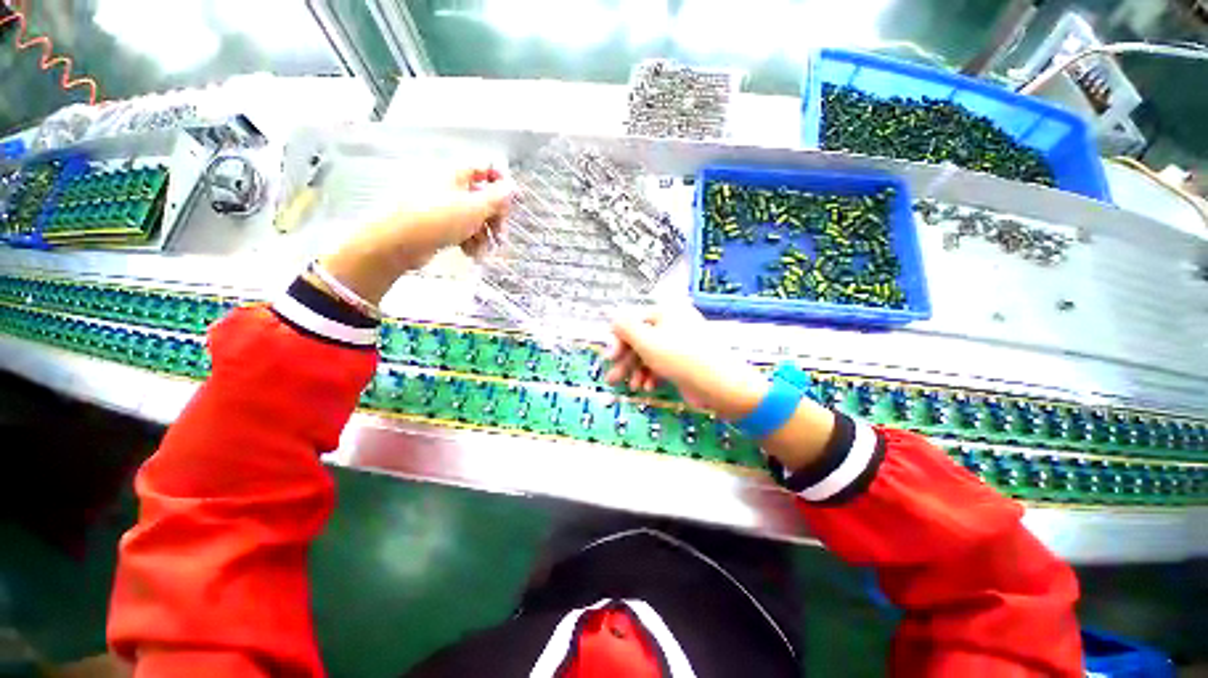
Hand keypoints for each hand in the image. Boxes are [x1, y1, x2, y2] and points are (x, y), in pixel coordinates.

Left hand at [319, 167, 513, 304]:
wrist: (398, 242)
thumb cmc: (438, 219)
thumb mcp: (474, 207)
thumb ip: (497, 197)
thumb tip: (513, 187)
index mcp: (456, 174)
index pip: (486, 169)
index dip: (502, 184)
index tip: (515, 202)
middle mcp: (450, 187)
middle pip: (483, 199)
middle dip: (495, 220)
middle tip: (501, 238)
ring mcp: (443, 206)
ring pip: (475, 218)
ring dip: (484, 236)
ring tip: (483, 252)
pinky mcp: (439, 225)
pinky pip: (462, 229)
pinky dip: (470, 241)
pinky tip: (471, 254)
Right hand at [605, 306, 770, 420]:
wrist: (720, 385)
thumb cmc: (680, 357)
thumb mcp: (646, 341)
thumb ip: (625, 327)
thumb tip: (611, 314)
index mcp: (665, 311)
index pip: (633, 320)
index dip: (619, 339)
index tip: (610, 358)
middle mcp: (672, 323)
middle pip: (640, 339)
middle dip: (626, 360)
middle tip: (612, 378)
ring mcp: (679, 342)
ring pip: (649, 353)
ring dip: (637, 370)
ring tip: (633, 387)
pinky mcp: (684, 360)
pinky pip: (662, 363)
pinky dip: (652, 375)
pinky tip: (648, 387)